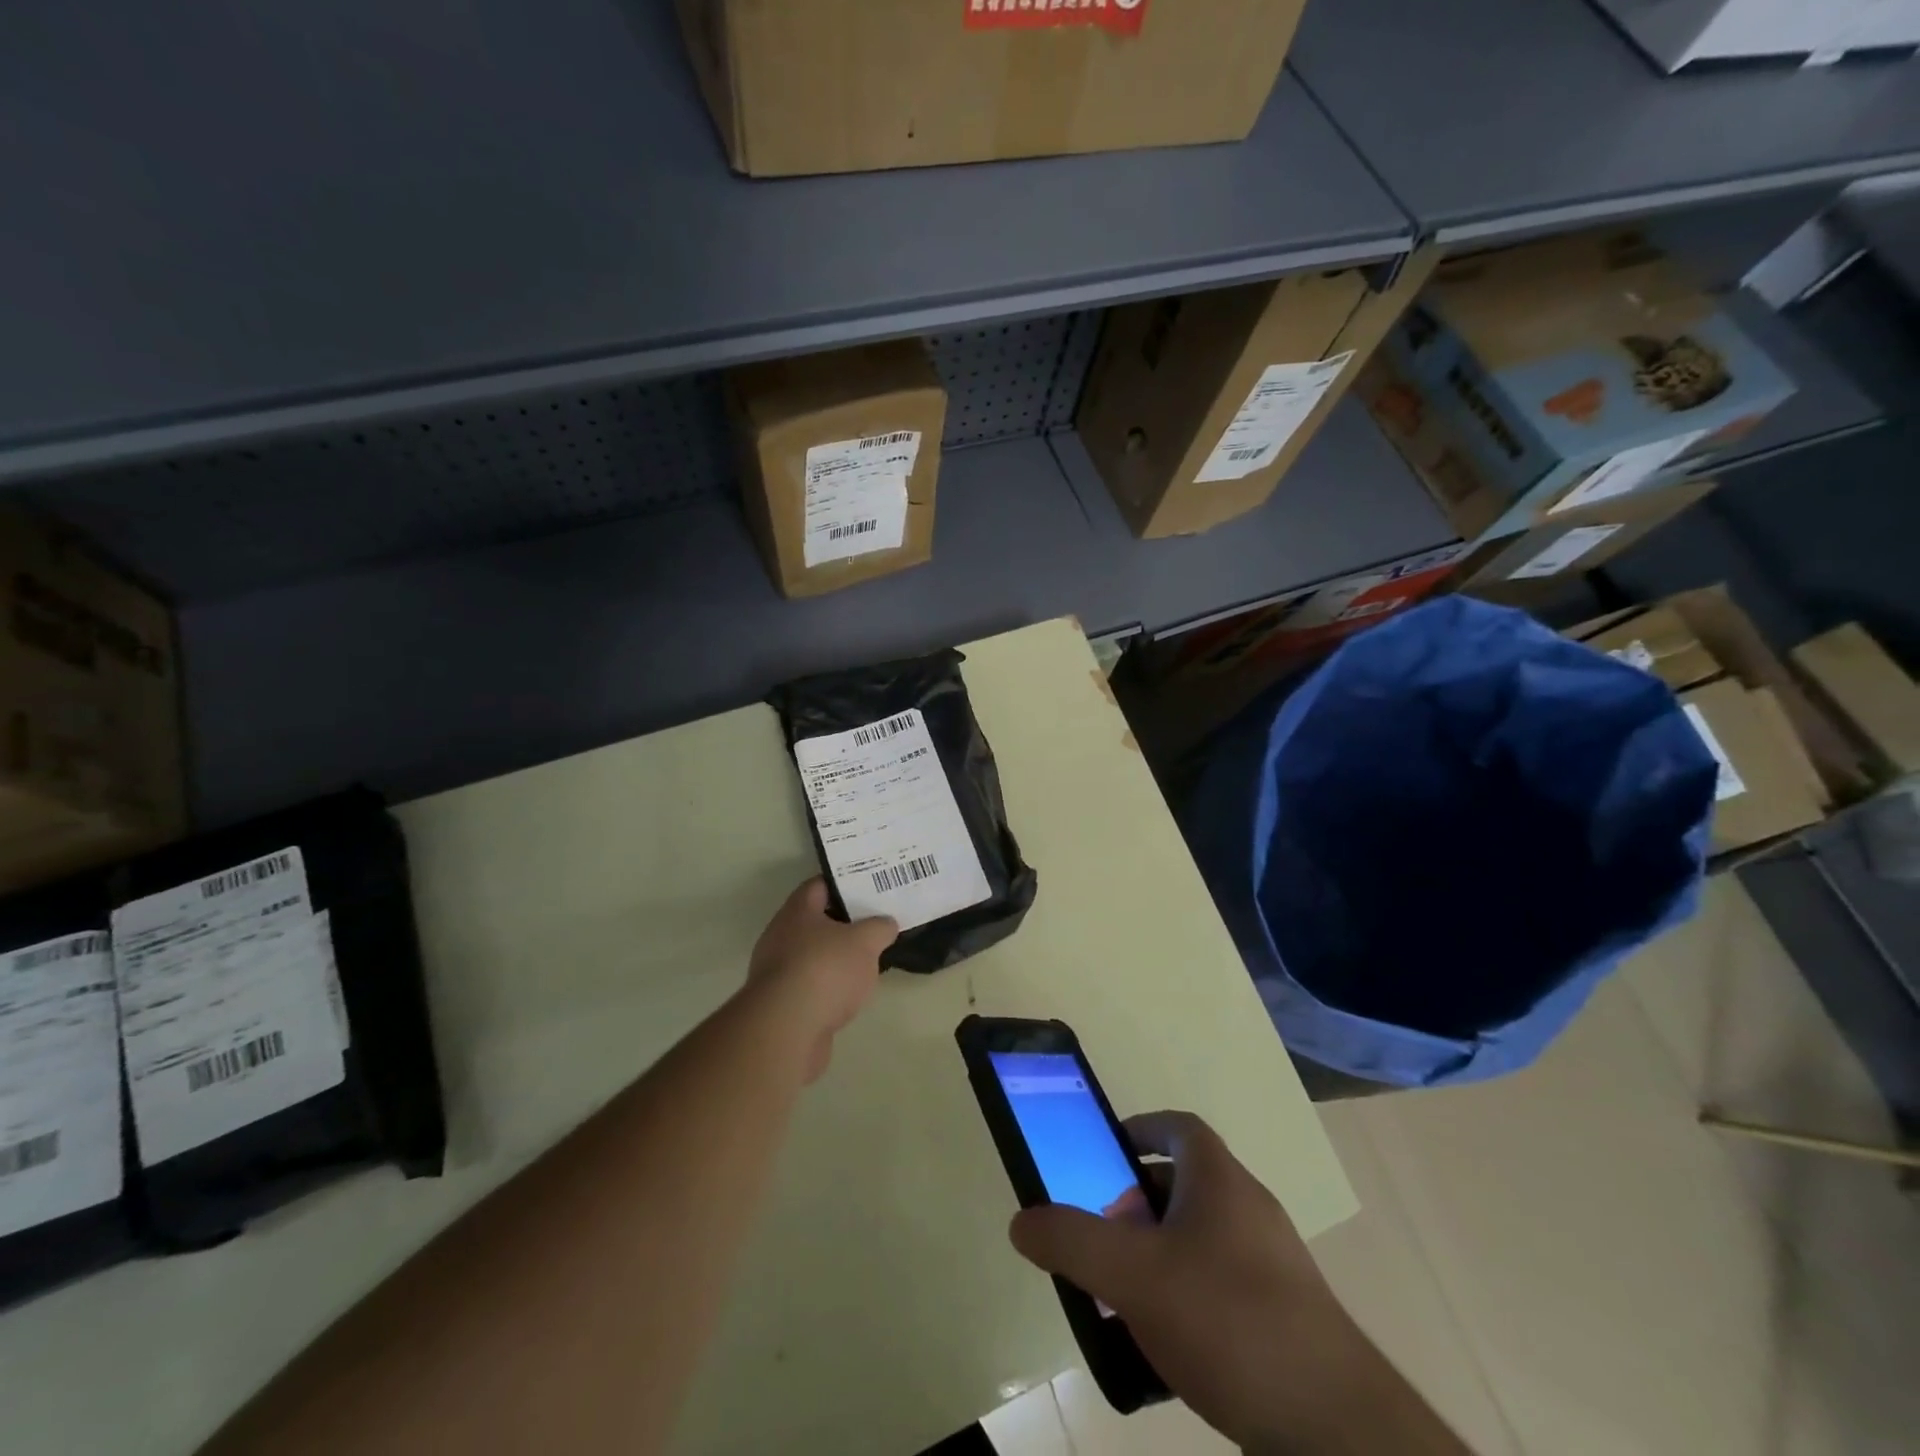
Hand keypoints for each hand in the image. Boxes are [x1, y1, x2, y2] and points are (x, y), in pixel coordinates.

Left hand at [749, 878, 896, 1082]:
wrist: (786, 1029)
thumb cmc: (825, 970)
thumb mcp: (865, 941)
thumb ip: (879, 927)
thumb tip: (886, 924)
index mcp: (797, 911)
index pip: (820, 885)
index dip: (845, 883)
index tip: (870, 888)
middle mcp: (781, 936)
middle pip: (816, 921)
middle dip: (845, 924)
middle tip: (875, 924)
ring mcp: (778, 971)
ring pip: (813, 955)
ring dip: (837, 958)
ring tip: (868, 961)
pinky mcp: (781, 1004)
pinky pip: (811, 986)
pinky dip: (829, 987)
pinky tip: (850, 995)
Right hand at [1008, 1111, 1391, 1453]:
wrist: (1335, 1428)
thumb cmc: (1227, 1319)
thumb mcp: (1131, 1275)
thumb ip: (1071, 1242)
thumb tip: (1022, 1221)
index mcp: (1219, 1179)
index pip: (1177, 1127)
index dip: (1137, 1131)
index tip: (1104, 1155)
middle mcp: (1249, 1209)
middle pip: (1183, 1185)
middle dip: (1135, 1205)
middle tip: (1103, 1238)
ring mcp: (1272, 1265)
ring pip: (1199, 1240)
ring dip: (1157, 1257)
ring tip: (1123, 1297)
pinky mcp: (1284, 1319)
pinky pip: (1220, 1288)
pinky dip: (1185, 1300)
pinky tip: (1163, 1349)